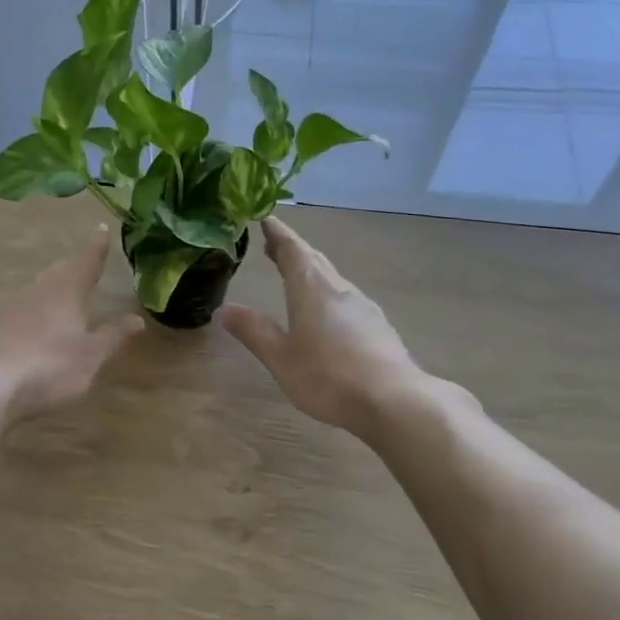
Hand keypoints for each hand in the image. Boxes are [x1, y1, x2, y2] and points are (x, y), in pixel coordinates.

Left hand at [0, 227, 144, 420]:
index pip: (87, 260)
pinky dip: (39, 306)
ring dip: (56, 283)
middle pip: (61, 270)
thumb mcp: (90, 355)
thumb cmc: (48, 364)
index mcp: (67, 289)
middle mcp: (41, 289)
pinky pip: (26, 306)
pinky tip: (39, 319)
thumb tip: (137, 318)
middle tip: (88, 259)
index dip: (97, 246)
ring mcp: (15, 306)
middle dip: (76, 265)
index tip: (102, 229)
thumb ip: (113, 336)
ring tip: (67, 286)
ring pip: (41, 286)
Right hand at [221, 218, 432, 437]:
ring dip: (311, 270)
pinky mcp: (378, 326)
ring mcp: (363, 307)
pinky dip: (327, 293)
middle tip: (272, 244)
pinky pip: (345, 298)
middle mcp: (338, 289)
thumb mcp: (281, 358)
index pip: (292, 249)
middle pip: (313, 260)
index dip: (277, 233)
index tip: (265, 218)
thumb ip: (254, 332)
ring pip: (331, 278)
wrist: (394, 401)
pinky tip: (327, 312)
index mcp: (311, 289)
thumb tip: (226, 309)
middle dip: (292, 250)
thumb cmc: (328, 377)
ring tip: (294, 275)